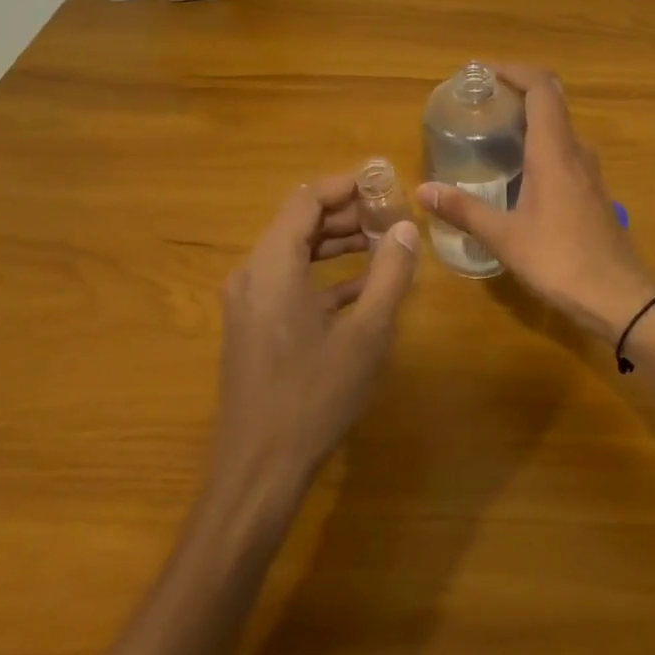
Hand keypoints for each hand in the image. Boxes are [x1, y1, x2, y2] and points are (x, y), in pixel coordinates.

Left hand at [210, 175, 419, 493]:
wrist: (258, 470)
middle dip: (345, 213)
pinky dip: (322, 274)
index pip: (306, 200)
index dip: (345, 186)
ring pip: (293, 251)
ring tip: (382, 243)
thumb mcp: (366, 334)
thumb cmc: (314, 396)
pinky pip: (288, 280)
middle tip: (390, 215)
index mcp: (273, 266)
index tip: (384, 184)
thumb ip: (389, 274)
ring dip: (335, 242)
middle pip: (298, 222)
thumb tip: (405, 228)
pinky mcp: (253, 325)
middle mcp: (252, 274)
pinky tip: (362, 287)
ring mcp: (248, 302)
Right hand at [416, 64, 654, 343]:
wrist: (619, 297)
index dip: (515, 71)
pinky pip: (564, 151)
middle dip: (517, 92)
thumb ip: (464, 210)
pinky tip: (518, 171)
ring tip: (492, 131)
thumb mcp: (505, 237)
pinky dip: (540, 144)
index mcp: (554, 151)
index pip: (541, 88)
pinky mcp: (593, 191)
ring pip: (559, 128)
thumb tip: (422, 190)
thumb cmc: (560, 261)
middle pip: (551, 102)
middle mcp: (575, 151)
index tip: (484, 72)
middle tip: (480, 101)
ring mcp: (589, 171)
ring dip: (529, 119)